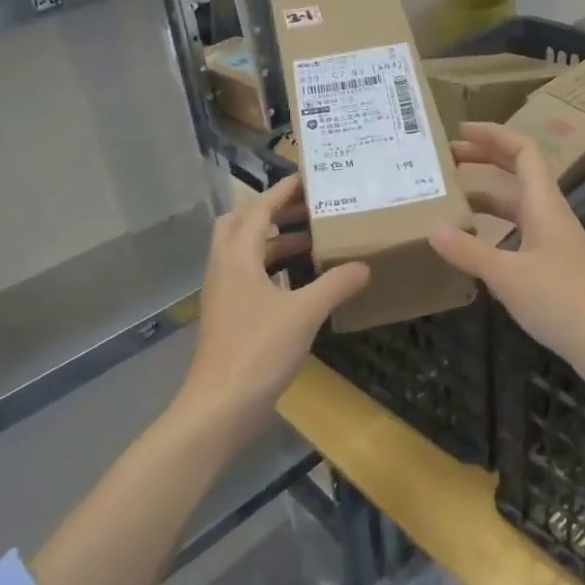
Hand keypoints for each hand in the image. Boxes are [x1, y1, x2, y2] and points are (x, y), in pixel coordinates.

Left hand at [181, 175, 369, 434]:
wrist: (220, 407)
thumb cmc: (259, 350)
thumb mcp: (304, 313)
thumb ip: (335, 285)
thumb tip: (364, 266)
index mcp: (237, 257)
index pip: (259, 210)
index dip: (283, 192)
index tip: (309, 178)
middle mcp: (225, 268)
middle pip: (241, 225)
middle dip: (272, 213)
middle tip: (307, 210)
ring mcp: (224, 294)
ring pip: (246, 253)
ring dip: (275, 243)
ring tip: (314, 241)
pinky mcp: (230, 317)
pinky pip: (250, 278)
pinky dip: (274, 270)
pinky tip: (302, 283)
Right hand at [430, 122, 584, 380]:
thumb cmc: (564, 301)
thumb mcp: (508, 275)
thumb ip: (469, 251)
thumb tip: (432, 228)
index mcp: (544, 205)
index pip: (522, 151)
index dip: (493, 135)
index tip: (458, 131)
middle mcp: (550, 216)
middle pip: (517, 174)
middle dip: (483, 161)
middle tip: (445, 161)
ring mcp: (553, 243)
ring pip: (515, 207)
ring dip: (484, 198)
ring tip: (447, 201)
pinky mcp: (552, 269)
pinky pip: (517, 236)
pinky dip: (492, 231)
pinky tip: (470, 247)